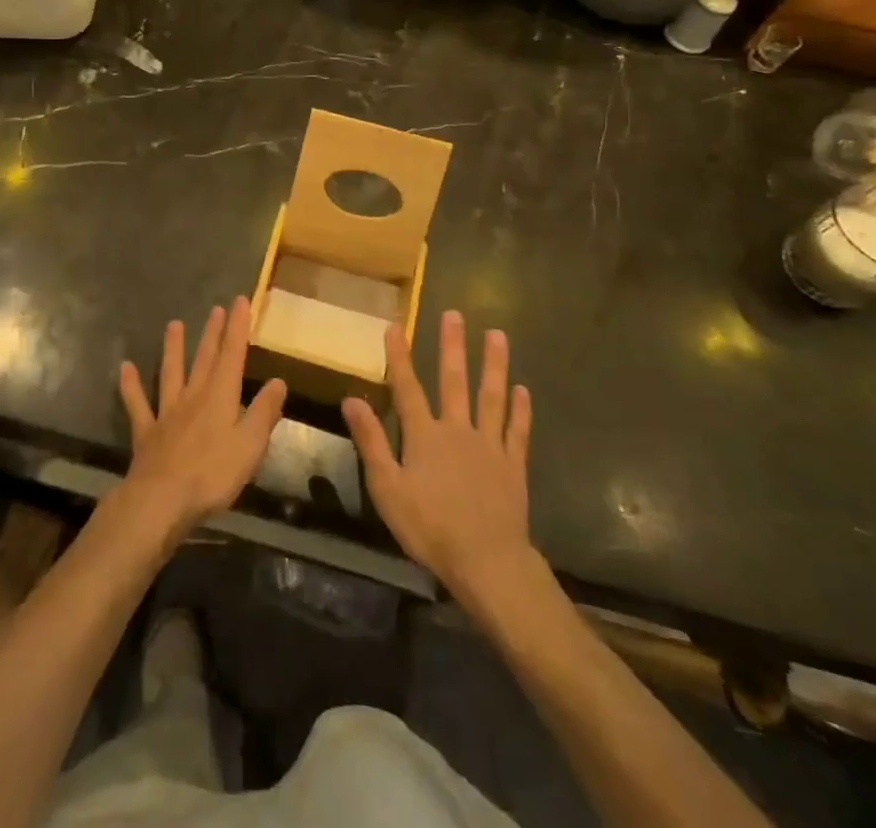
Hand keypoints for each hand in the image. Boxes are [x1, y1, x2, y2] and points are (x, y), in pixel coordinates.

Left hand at [117, 297, 286, 548]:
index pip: (232, 355)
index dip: (237, 328)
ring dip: (173, 349)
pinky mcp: (146, 432)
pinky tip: (125, 368)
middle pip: (204, 359)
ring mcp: (167, 412)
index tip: (240, 301)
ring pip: (170, 373)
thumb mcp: (250, 445)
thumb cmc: (212, 474)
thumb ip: (264, 412)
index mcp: (220, 397)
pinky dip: (131, 386)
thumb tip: (278, 382)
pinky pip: (138, 404)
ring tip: (173, 324)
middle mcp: (193, 397)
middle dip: (212, 333)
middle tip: (215, 309)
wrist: (161, 500)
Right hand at [343, 312, 534, 606]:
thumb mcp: (387, 488)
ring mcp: (489, 446)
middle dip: (452, 346)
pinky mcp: (513, 465)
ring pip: (491, 397)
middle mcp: (458, 430)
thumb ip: (372, 441)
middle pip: (454, 381)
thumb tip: (352, 399)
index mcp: (425, 436)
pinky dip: (520, 410)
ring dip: (493, 365)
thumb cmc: (430, 528)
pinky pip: (517, 431)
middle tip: (455, 314)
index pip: (407, 388)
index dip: (399, 356)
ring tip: (497, 335)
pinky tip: (523, 389)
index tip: (395, 325)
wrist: (486, 562)